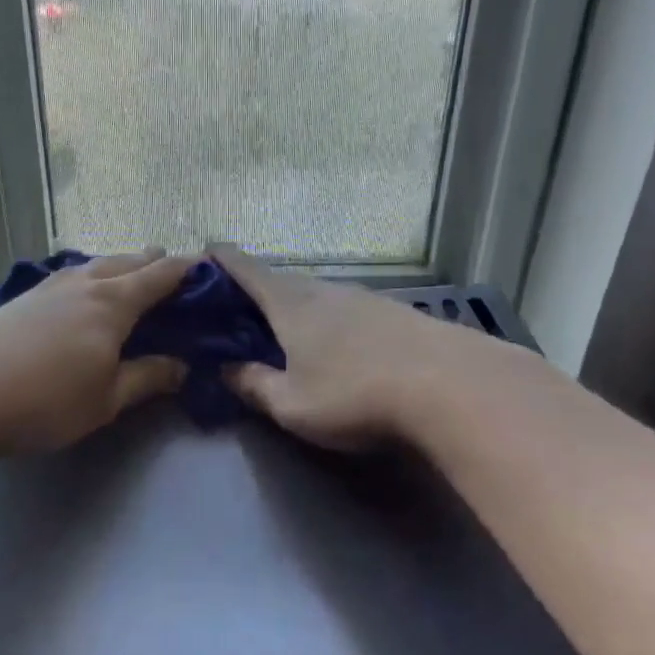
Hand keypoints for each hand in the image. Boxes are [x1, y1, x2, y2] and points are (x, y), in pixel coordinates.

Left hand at [0, 250, 191, 459]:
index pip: (161, 274)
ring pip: (97, 265)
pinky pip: (71, 276)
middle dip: (156, 263)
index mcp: (114, 302)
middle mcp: (85, 283)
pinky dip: (92, 278)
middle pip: (129, 261)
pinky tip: (82, 295)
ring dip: (122, 267)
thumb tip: (184, 366)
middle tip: (175, 276)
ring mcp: (49, 286)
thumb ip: (148, 378)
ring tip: (132, 278)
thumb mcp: (107, 399)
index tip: (208, 269)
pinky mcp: (22, 299)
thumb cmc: (44, 400)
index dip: (188, 270)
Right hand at [210, 243, 471, 452]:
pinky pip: (347, 308)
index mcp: (290, 303)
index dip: (222, 258)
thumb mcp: (292, 404)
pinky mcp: (395, 312)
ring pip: (317, 294)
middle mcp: (325, 290)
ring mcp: (364, 297)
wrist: (448, 386)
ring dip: (297, 305)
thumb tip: (224, 369)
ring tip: (289, 332)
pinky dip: (330, 319)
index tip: (206, 250)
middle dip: (258, 291)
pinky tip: (340, 345)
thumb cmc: (354, 394)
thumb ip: (253, 385)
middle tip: (241, 312)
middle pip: (282, 281)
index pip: (247, 268)